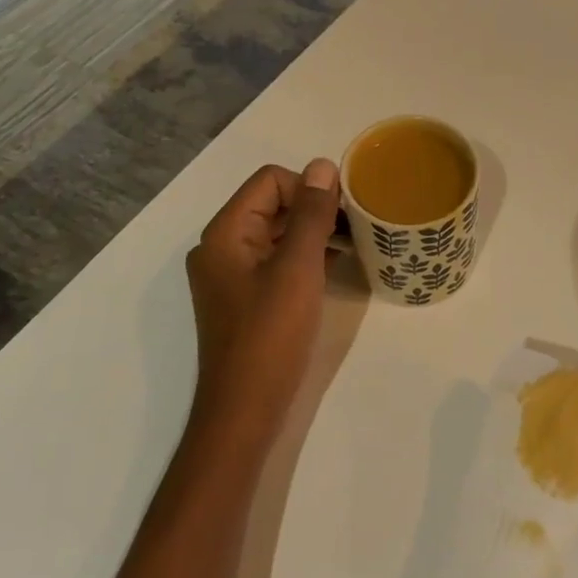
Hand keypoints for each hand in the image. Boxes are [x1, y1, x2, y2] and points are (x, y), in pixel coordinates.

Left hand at [185, 159, 339, 433]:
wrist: (244, 412)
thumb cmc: (270, 336)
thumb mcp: (297, 268)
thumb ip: (311, 214)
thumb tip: (323, 165)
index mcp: (225, 233)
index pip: (270, 181)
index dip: (309, 188)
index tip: (344, 211)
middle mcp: (222, 246)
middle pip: (272, 203)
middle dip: (314, 208)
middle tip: (355, 226)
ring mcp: (232, 274)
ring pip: (277, 232)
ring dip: (313, 231)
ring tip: (352, 243)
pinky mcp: (246, 297)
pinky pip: (277, 259)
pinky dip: (305, 255)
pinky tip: (335, 264)